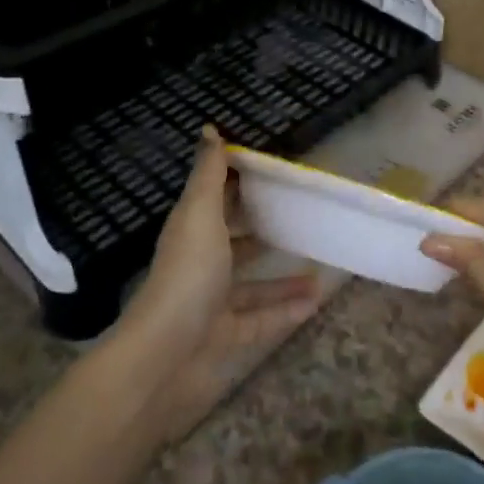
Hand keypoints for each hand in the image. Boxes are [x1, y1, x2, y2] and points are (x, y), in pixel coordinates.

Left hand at [113, 128, 322, 441]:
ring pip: (253, 285)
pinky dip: (287, 311)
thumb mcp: (199, 215)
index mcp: (192, 231)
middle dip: (262, 229)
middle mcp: (201, 263)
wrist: (165, 355)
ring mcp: (212, 302)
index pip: (215, 197)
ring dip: (283, 277)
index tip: (273, 170)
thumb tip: (209, 128)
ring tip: (318, 265)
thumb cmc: (187, 275)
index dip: (238, 181)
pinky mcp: (226, 336)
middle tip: (301, 217)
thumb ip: (208, 174)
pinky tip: (316, 301)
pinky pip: (262, 320)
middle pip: (235, 241)